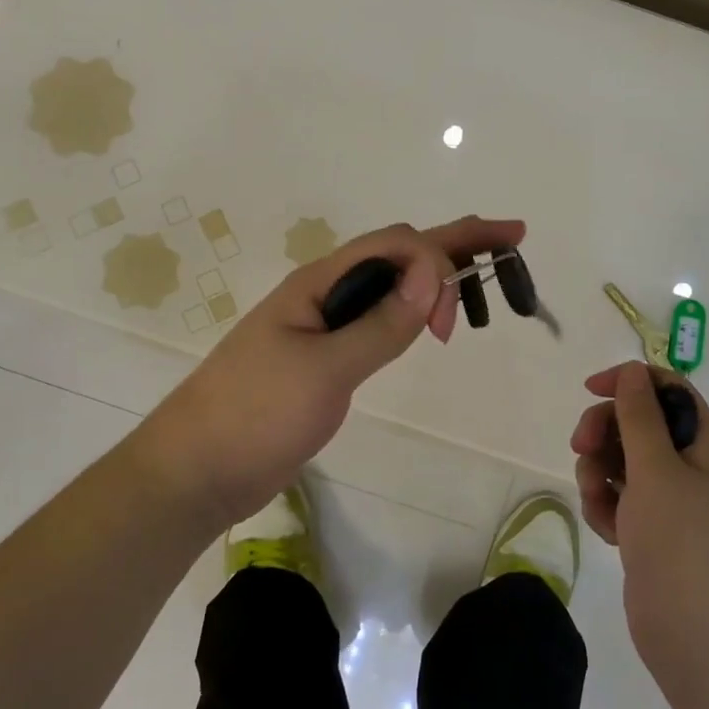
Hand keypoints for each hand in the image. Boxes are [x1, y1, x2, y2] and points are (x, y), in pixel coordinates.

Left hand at [128, 214, 525, 534]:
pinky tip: (425, 318)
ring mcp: (322, 324)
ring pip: (389, 285)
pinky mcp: (323, 357)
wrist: (197, 469)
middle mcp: (324, 293)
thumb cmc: (255, 414)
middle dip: (454, 243)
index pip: (395, 244)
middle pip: (397, 254)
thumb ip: (380, 324)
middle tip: (511, 240)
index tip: (451, 322)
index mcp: (320, 283)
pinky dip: (409, 310)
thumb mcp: (324, 370)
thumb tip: (432, 272)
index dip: (440, 256)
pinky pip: (376, 318)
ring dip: (434, 277)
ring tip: (479, 288)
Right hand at [570, 362, 708, 704]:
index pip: (666, 389)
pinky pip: (619, 501)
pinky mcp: (652, 533)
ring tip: (599, 503)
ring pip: (621, 463)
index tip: (589, 390)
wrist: (701, 640)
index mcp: (704, 444)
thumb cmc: (683, 544)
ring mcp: (671, 503)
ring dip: (599, 474)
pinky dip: (606, 508)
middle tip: (582, 449)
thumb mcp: (656, 469)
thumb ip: (639, 415)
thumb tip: (632, 370)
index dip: (628, 382)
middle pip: (637, 423)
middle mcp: (691, 467)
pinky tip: (608, 531)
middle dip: (604, 432)